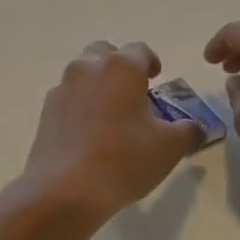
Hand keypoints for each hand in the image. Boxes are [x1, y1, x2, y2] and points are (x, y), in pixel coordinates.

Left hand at [21, 41, 202, 220]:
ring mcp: (63, 88)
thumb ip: (187, 131)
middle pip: (105, 53)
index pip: (140, 50)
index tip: (156, 79)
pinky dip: (80, 104)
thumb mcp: (169, 148)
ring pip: (83, 73)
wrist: (64, 189)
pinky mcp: (46, 110)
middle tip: (133, 92)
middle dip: (120, 67)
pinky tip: (88, 132)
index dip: (151, 62)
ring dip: (98, 83)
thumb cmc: (123, 160)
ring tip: (111, 113)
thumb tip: (193, 128)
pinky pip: (68, 96)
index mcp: (121, 67)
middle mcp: (88, 67)